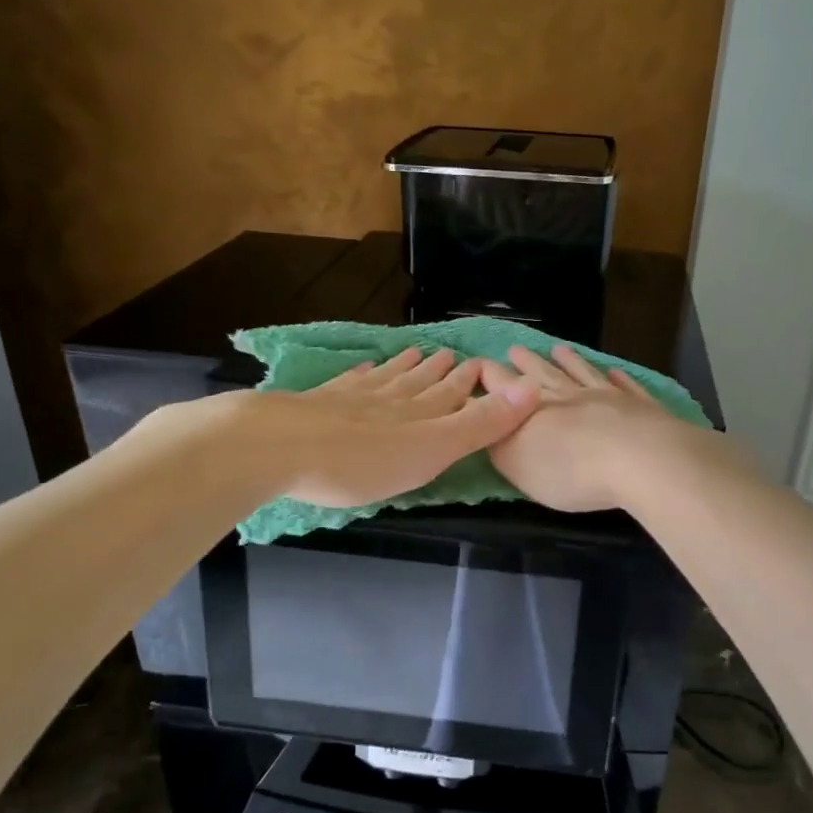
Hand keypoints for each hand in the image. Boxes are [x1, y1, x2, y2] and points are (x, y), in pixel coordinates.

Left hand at [249, 346, 538, 507]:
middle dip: (439, 372)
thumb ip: (480, 423)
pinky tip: (361, 369)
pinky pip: (347, 384)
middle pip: (420, 383)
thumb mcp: (433, 449)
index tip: (479, 364)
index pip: (451, 394)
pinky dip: (360, 376)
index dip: (467, 382)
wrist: (281, 447)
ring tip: (417, 352)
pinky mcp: (317, 405)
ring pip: (387, 380)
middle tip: (451, 355)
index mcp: (420, 415)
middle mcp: (390, 400)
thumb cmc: (364, 460)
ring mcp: (351, 400)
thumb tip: (531, 389)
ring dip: (404, 368)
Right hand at [476, 345, 705, 511]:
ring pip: (583, 373)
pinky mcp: (641, 406)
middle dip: (527, 363)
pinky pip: (626, 387)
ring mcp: (608, 397)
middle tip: (515, 349)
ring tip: (559, 348)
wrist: (639, 459)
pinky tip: (615, 371)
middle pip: (544, 374)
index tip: (480, 363)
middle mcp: (569, 396)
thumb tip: (489, 423)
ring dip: (570, 361)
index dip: (491, 376)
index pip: (505, 388)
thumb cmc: (570, 469)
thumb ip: (501, 443)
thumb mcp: (519, 465)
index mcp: (535, 409)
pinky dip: (618, 378)